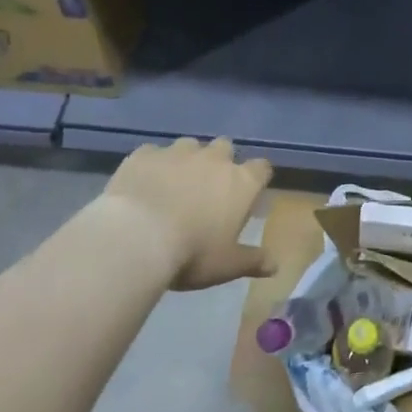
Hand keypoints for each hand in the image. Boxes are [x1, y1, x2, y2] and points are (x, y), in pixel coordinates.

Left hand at [103, 137, 274, 290]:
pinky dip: (153, 165)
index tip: (249, 193)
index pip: (262, 168)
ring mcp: (177, 152)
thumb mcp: (227, 265)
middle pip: (225, 147)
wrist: (136, 238)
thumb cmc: (192, 253)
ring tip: (173, 185)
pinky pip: (153, 153)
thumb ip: (253, 260)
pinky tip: (143, 184)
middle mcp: (213, 159)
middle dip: (220, 162)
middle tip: (208, 189)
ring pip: (190, 145)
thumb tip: (276, 265)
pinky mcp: (144, 154)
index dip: (257, 178)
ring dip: (187, 160)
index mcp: (241, 182)